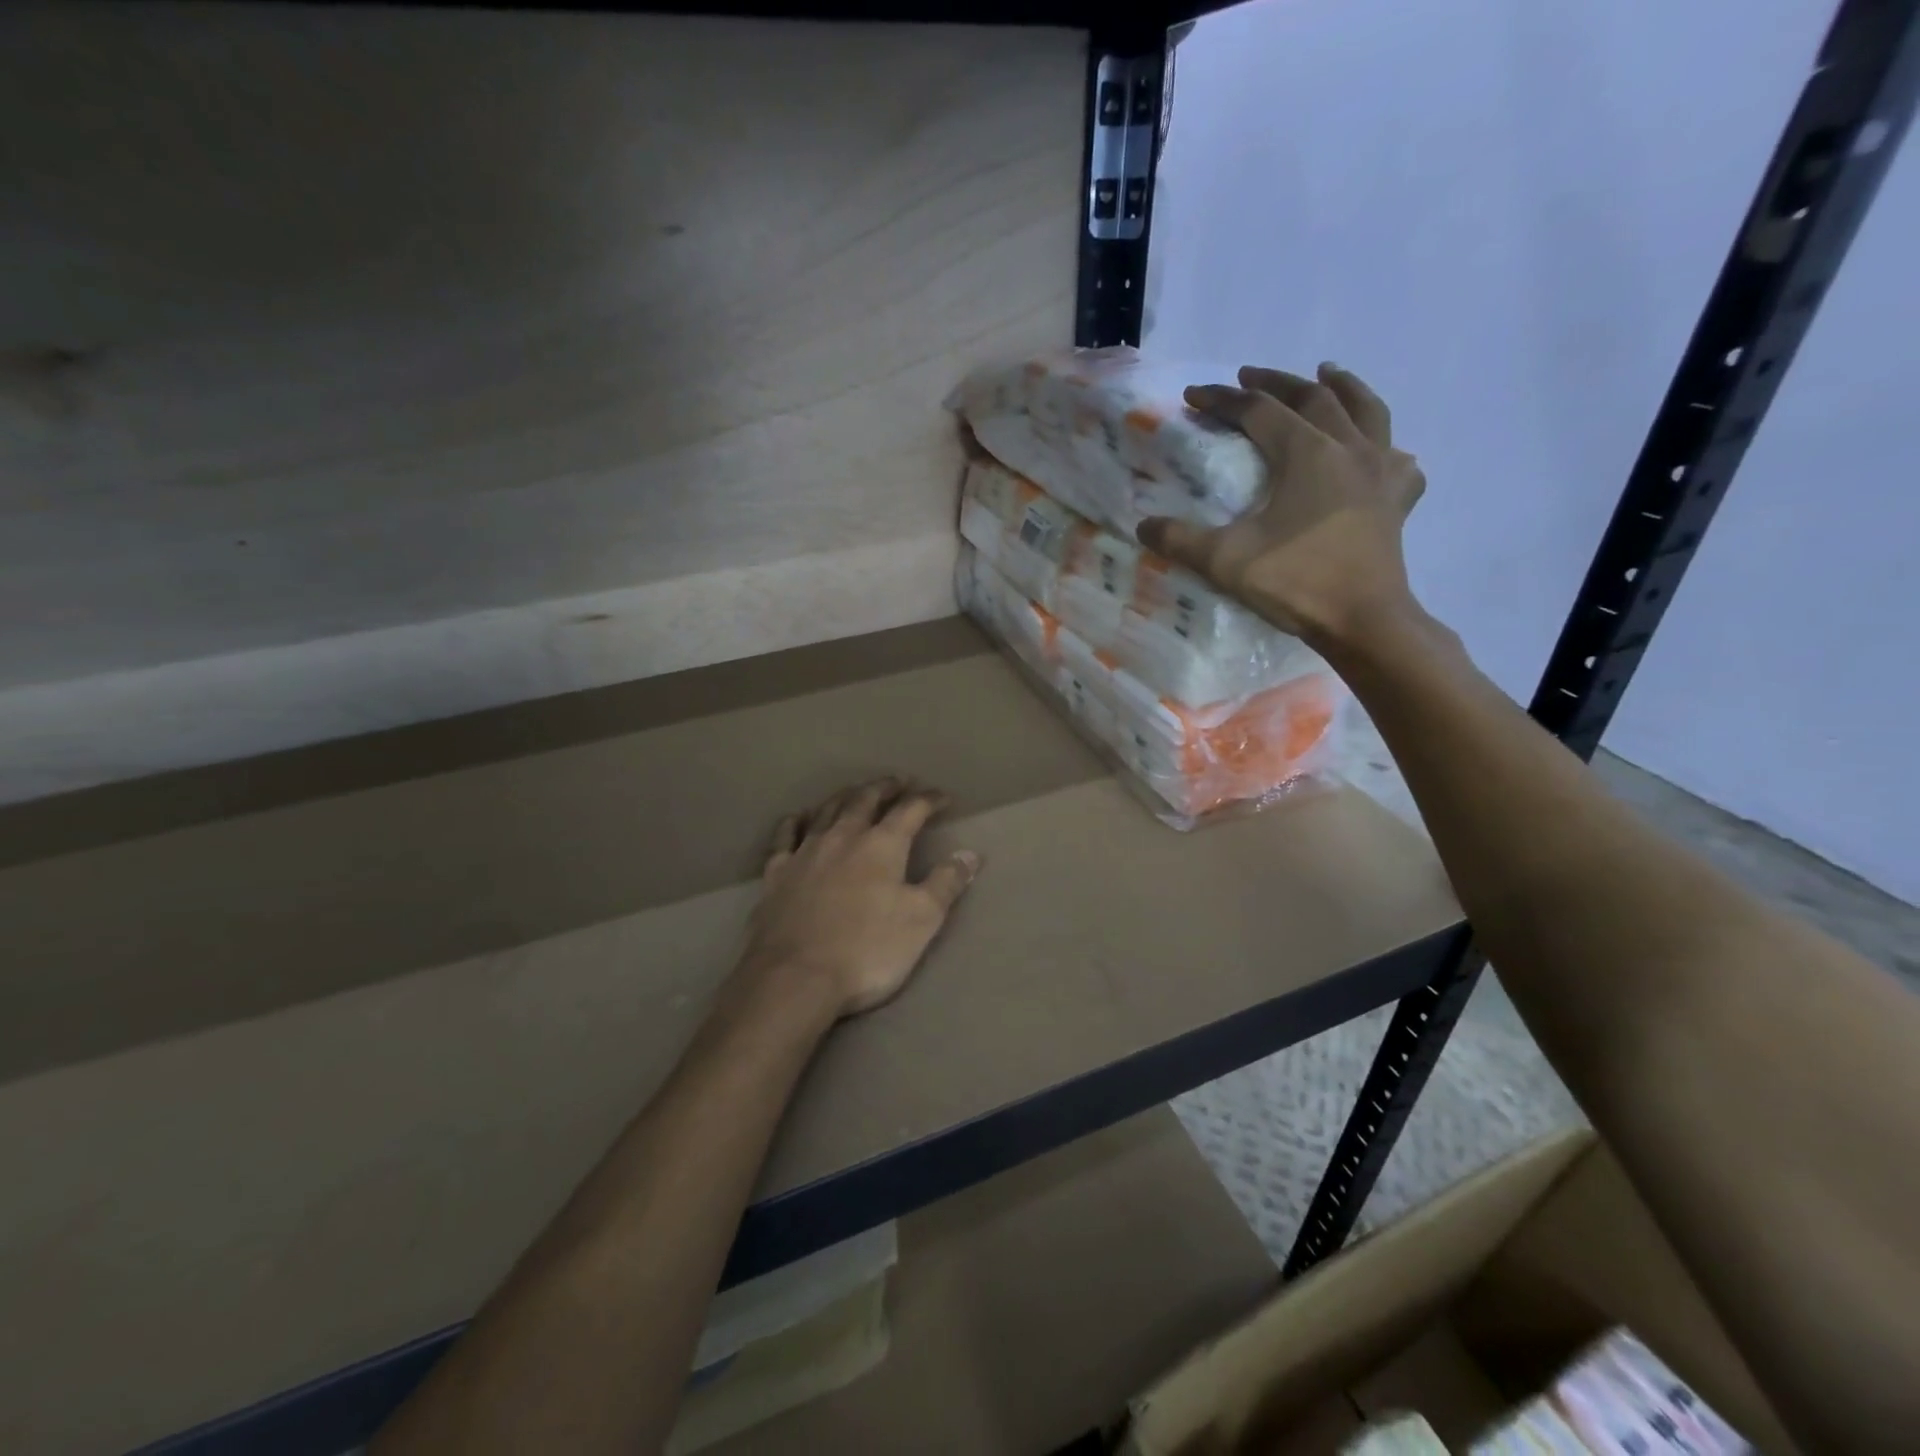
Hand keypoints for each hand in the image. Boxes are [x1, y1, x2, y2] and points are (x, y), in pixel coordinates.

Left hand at [742, 779, 980, 1017]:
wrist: (794, 978)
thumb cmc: (867, 950)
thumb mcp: (921, 920)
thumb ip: (946, 883)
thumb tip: (970, 854)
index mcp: (881, 845)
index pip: (911, 810)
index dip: (930, 800)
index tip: (944, 798)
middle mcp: (843, 837)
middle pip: (866, 800)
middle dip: (886, 788)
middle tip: (899, 782)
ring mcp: (805, 852)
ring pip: (827, 811)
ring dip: (845, 796)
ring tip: (856, 792)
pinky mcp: (776, 874)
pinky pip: (785, 837)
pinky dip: (796, 822)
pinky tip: (799, 818)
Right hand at [1137, 363, 1425, 647]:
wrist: (1363, 621)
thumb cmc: (1296, 583)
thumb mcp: (1225, 561)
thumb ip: (1180, 540)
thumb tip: (1144, 526)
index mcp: (1307, 453)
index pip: (1258, 411)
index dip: (1222, 400)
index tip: (1193, 396)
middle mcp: (1348, 448)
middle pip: (1313, 397)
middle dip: (1276, 382)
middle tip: (1248, 376)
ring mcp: (1380, 472)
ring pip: (1366, 411)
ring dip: (1344, 387)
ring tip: (1327, 373)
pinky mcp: (1397, 501)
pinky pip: (1397, 459)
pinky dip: (1385, 446)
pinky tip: (1380, 453)